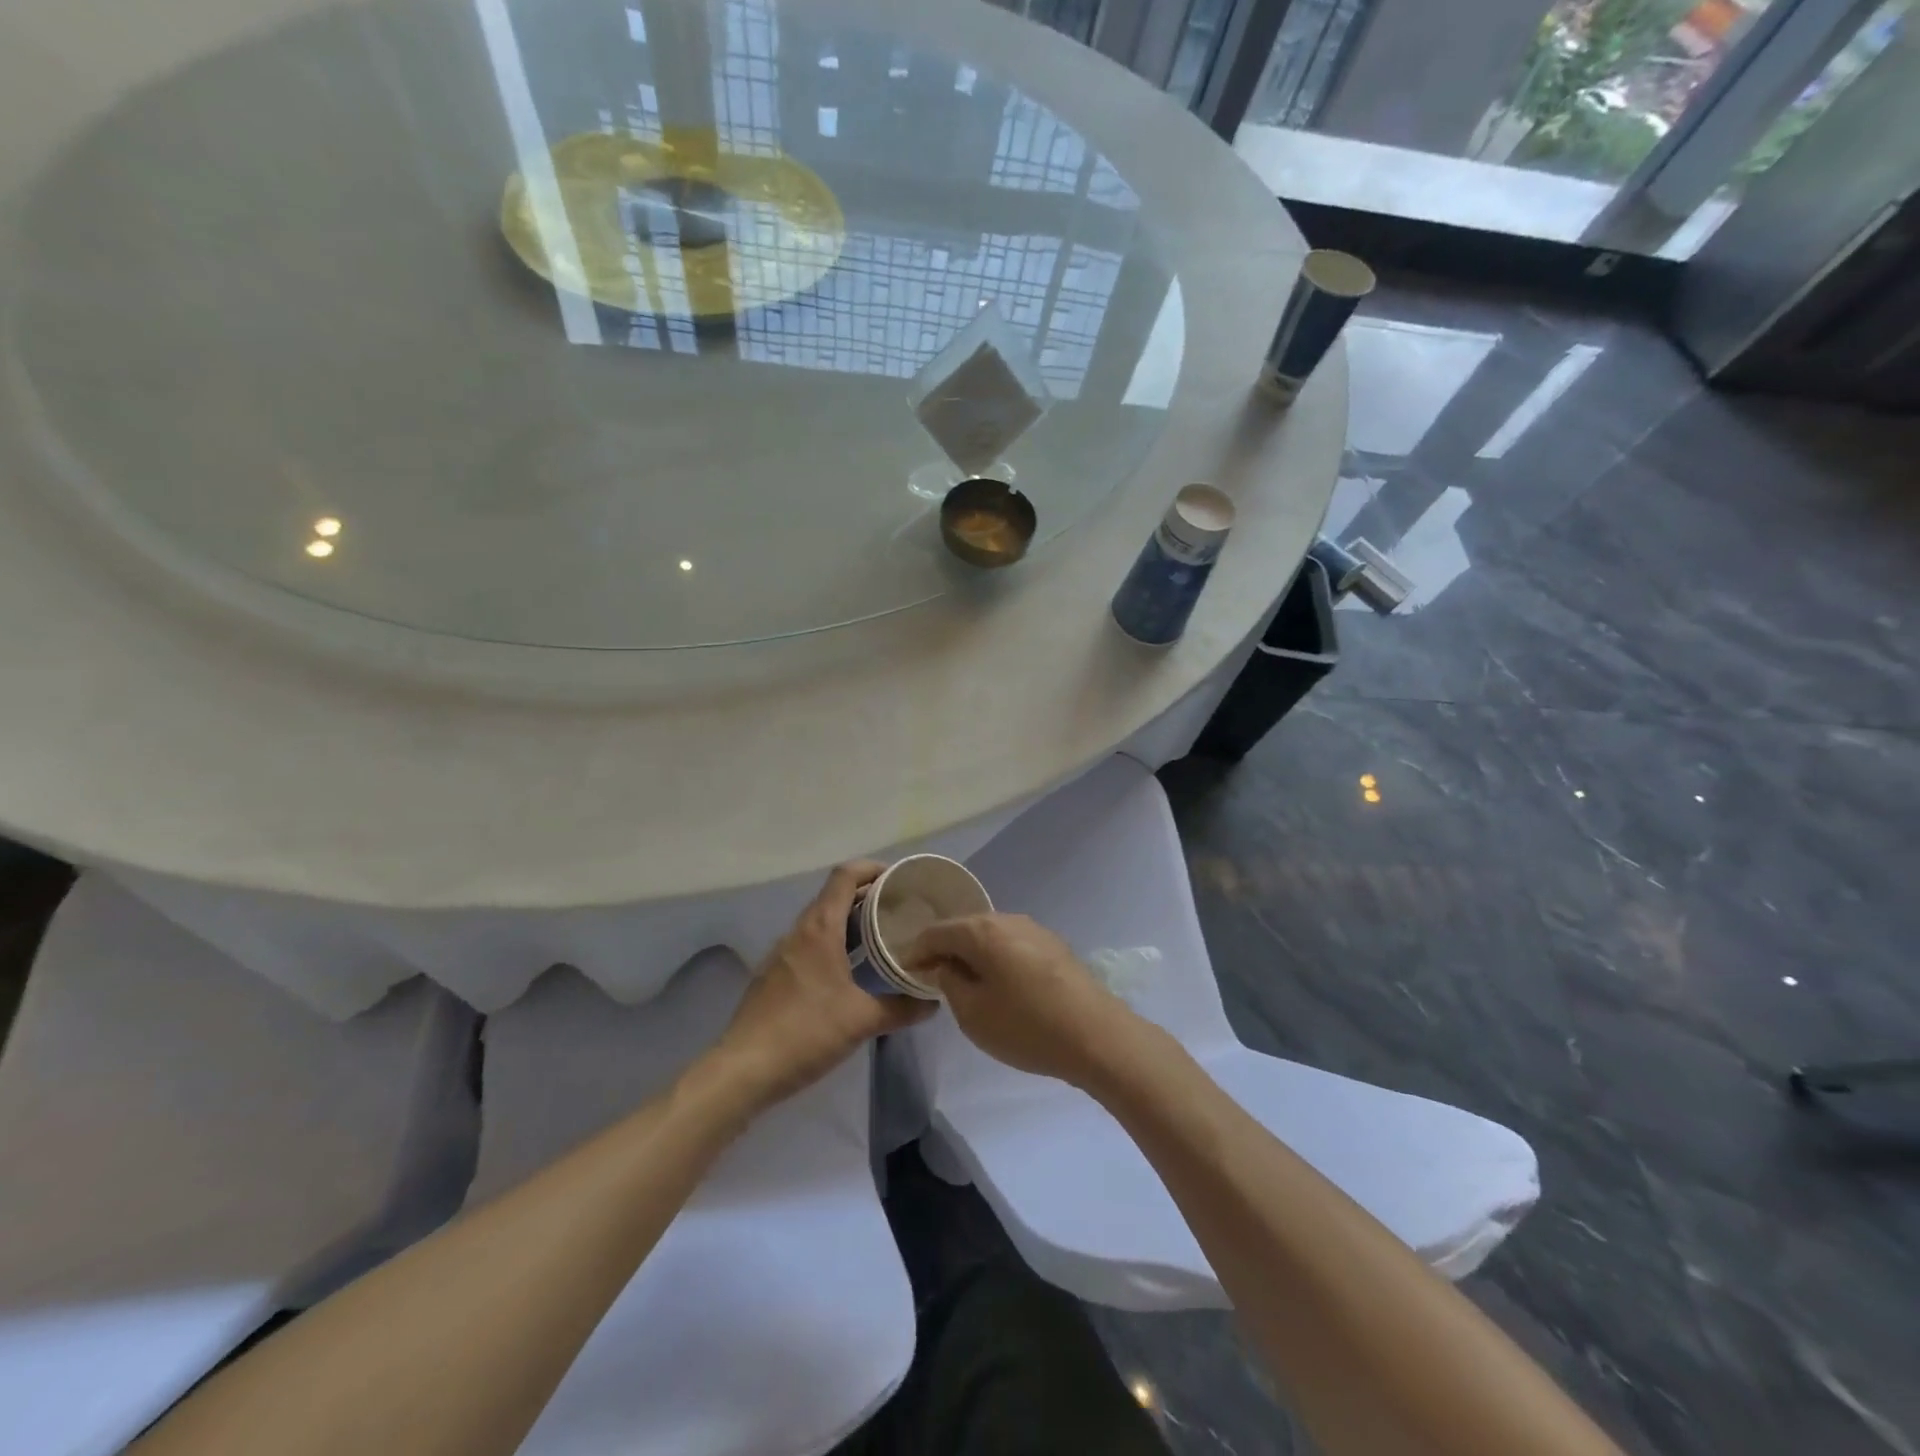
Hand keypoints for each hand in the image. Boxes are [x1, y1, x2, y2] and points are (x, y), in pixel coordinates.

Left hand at [704, 862, 935, 1114]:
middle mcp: (799, 931)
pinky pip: (810, 945)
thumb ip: (901, 1008)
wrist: (744, 1069)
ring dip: (851, 922)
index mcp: (820, 928)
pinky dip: (834, 944)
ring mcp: (782, 953)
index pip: (845, 876)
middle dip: (868, 897)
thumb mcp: (862, 1021)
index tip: (899, 878)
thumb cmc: (806, 1032)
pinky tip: (850, 971)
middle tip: (901, 910)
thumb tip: (931, 1003)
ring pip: (821, 922)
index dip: (872, 868)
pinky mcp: (774, 975)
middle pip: (835, 896)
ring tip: (882, 937)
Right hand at [907, 913, 1139, 1088]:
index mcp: (981, 930)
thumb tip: (945, 966)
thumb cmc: (1027, 1026)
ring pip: (990, 935)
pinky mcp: (1054, 946)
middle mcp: (1007, 919)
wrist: (1097, 1036)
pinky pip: (1012, 945)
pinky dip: (997, 958)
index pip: (935, 931)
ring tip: (965, 982)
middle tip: (932, 977)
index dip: (916, 951)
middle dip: (945, 949)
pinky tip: (1000, 984)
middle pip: (964, 928)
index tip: (906, 972)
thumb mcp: (973, 1013)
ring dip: (973, 954)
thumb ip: (949, 983)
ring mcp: (1035, 930)